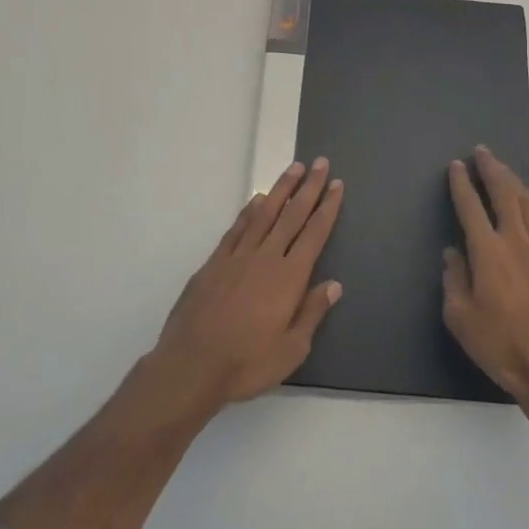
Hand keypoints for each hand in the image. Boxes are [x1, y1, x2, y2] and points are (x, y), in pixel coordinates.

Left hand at [153, 160, 344, 409]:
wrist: (192, 365)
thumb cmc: (247, 363)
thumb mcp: (291, 349)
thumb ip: (312, 312)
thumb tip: (333, 284)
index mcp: (289, 277)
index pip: (314, 234)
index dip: (327, 208)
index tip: (336, 185)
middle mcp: (266, 258)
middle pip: (292, 215)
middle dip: (309, 188)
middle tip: (321, 164)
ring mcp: (237, 257)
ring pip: (264, 214)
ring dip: (281, 189)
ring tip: (294, 168)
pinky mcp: (214, 263)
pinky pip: (237, 229)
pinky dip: (249, 211)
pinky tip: (257, 200)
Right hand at [443, 146, 528, 403]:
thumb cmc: (499, 345)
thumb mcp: (460, 317)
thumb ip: (454, 278)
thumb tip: (453, 252)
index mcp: (488, 252)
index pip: (471, 207)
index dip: (462, 184)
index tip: (456, 166)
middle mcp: (516, 242)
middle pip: (504, 195)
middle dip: (492, 170)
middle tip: (482, 153)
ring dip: (514, 183)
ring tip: (504, 170)